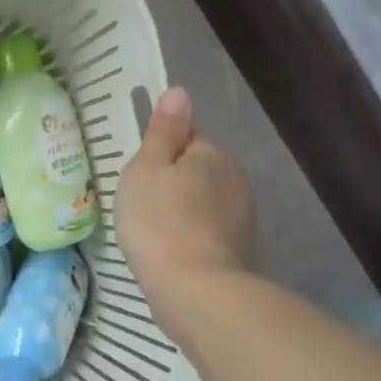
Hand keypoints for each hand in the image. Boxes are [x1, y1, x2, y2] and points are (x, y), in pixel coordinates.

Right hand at [116, 88, 256, 290]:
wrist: (194, 288)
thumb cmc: (159, 221)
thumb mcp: (147, 169)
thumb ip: (162, 131)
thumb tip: (179, 92)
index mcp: (211, 154)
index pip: (187, 138)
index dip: (160, 152)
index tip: (138, 176)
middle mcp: (234, 180)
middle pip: (197, 170)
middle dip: (174, 182)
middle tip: (140, 205)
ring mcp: (241, 217)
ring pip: (204, 202)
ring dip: (183, 211)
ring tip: (153, 233)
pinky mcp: (238, 250)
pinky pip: (208, 232)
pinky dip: (190, 237)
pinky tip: (171, 253)